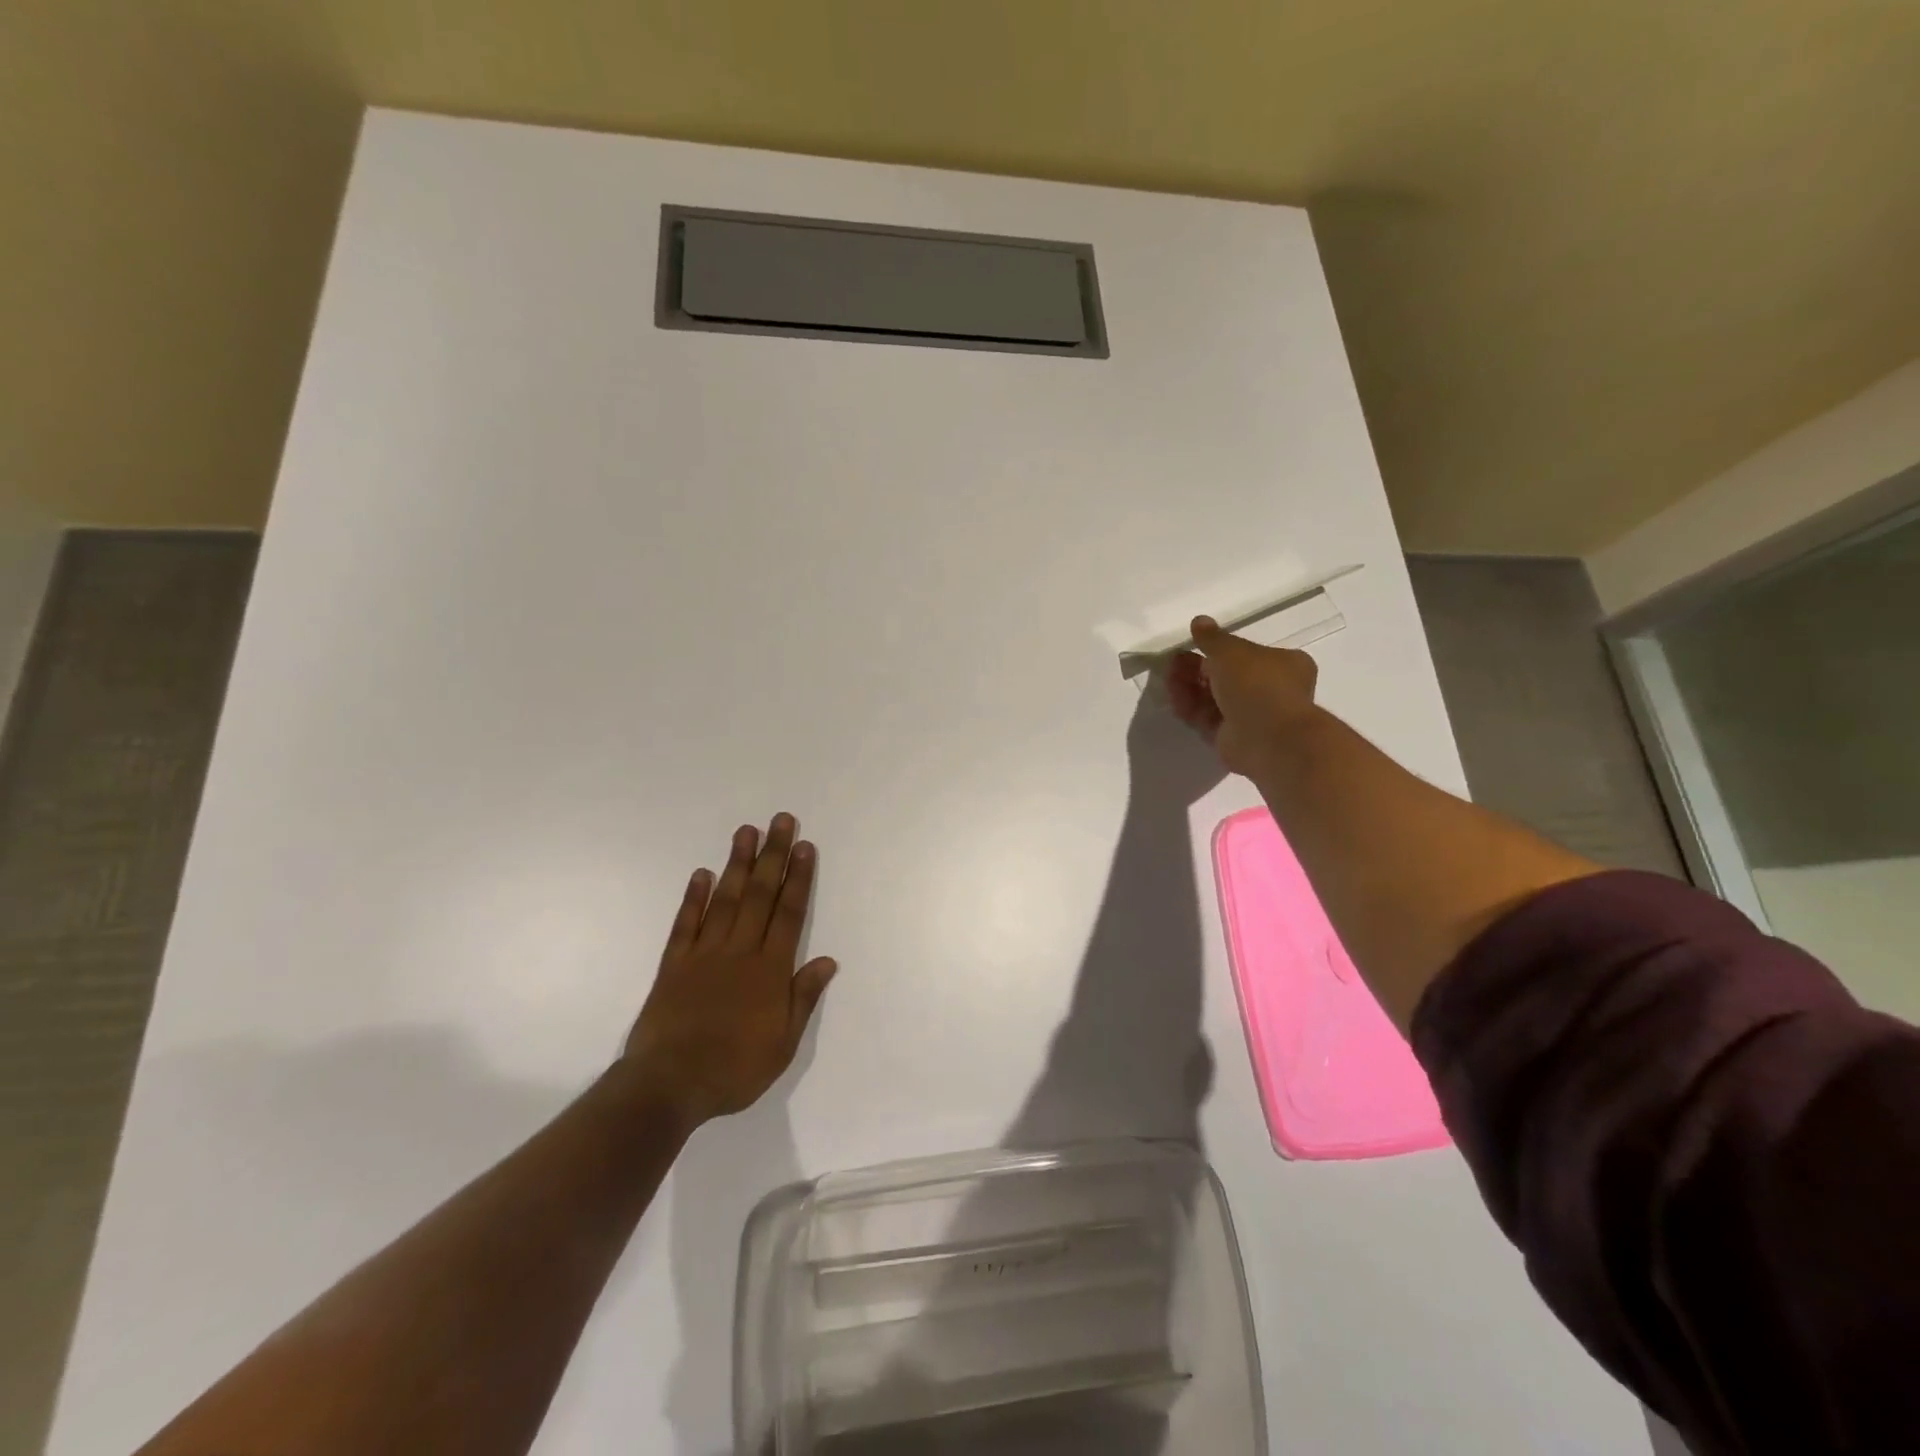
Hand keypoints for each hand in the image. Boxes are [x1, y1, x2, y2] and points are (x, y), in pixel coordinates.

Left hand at [623, 814, 836, 1128]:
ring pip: (725, 900)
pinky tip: (701, 874)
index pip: (788, 914)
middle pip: (760, 895)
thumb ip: (803, 997)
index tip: (804, 847)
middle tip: (780, 821)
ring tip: (746, 831)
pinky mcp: (674, 964)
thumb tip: (828, 960)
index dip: (798, 878)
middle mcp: (740, 952)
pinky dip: (694, 898)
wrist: (669, 1085)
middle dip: (772, 856)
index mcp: (770, 970)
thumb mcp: (783, 1043)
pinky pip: (686, 924)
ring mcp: (704, 954)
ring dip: (737, 864)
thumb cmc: (734, 1068)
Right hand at [1165, 615, 1319, 777]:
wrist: (1267, 737)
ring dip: (1190, 687)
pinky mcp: (1232, 738)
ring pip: (1214, 698)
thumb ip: (1212, 637)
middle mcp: (1270, 690)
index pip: (1247, 653)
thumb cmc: (1257, 683)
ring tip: (1167, 677)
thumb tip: (1199, 621)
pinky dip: (1190, 708)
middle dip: (1197, 668)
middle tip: (1172, 662)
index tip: (1192, 645)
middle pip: (1226, 676)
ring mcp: (1251, 716)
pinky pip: (1207, 719)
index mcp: (1284, 664)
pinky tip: (1172, 698)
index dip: (1218, 649)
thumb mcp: (1230, 651)